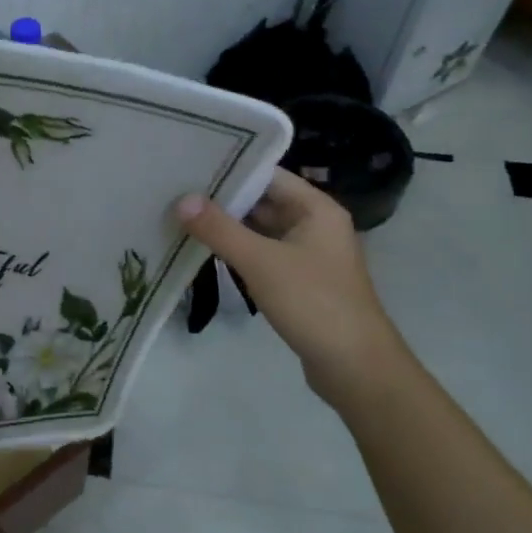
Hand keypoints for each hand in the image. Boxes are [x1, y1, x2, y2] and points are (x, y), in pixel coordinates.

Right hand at [176, 169, 408, 406]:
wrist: (356, 368)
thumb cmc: (313, 303)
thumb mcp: (261, 262)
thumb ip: (219, 229)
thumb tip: (182, 199)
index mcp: (316, 209)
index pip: (267, 174)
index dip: (230, 168)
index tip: (190, 164)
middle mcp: (315, 224)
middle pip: (263, 201)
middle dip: (222, 198)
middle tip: (176, 190)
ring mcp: (308, 254)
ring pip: (260, 229)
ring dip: (227, 226)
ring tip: (181, 216)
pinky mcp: (299, 281)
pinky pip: (262, 254)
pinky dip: (237, 251)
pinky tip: (205, 250)